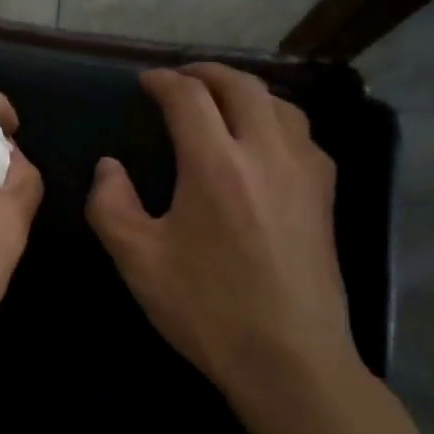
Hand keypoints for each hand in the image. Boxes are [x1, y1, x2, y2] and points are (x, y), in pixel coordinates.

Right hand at [86, 64, 358, 399]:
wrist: (291, 360)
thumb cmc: (207, 309)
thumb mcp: (137, 260)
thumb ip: (110, 204)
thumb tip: (109, 168)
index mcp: (216, 164)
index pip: (188, 97)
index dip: (163, 81)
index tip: (145, 82)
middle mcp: (266, 153)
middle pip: (241, 86)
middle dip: (206, 72)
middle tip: (181, 78)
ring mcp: (304, 173)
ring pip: (280, 104)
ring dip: (246, 91)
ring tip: (222, 101)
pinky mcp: (325, 197)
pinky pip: (302, 135)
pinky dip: (276, 119)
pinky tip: (265, 142)